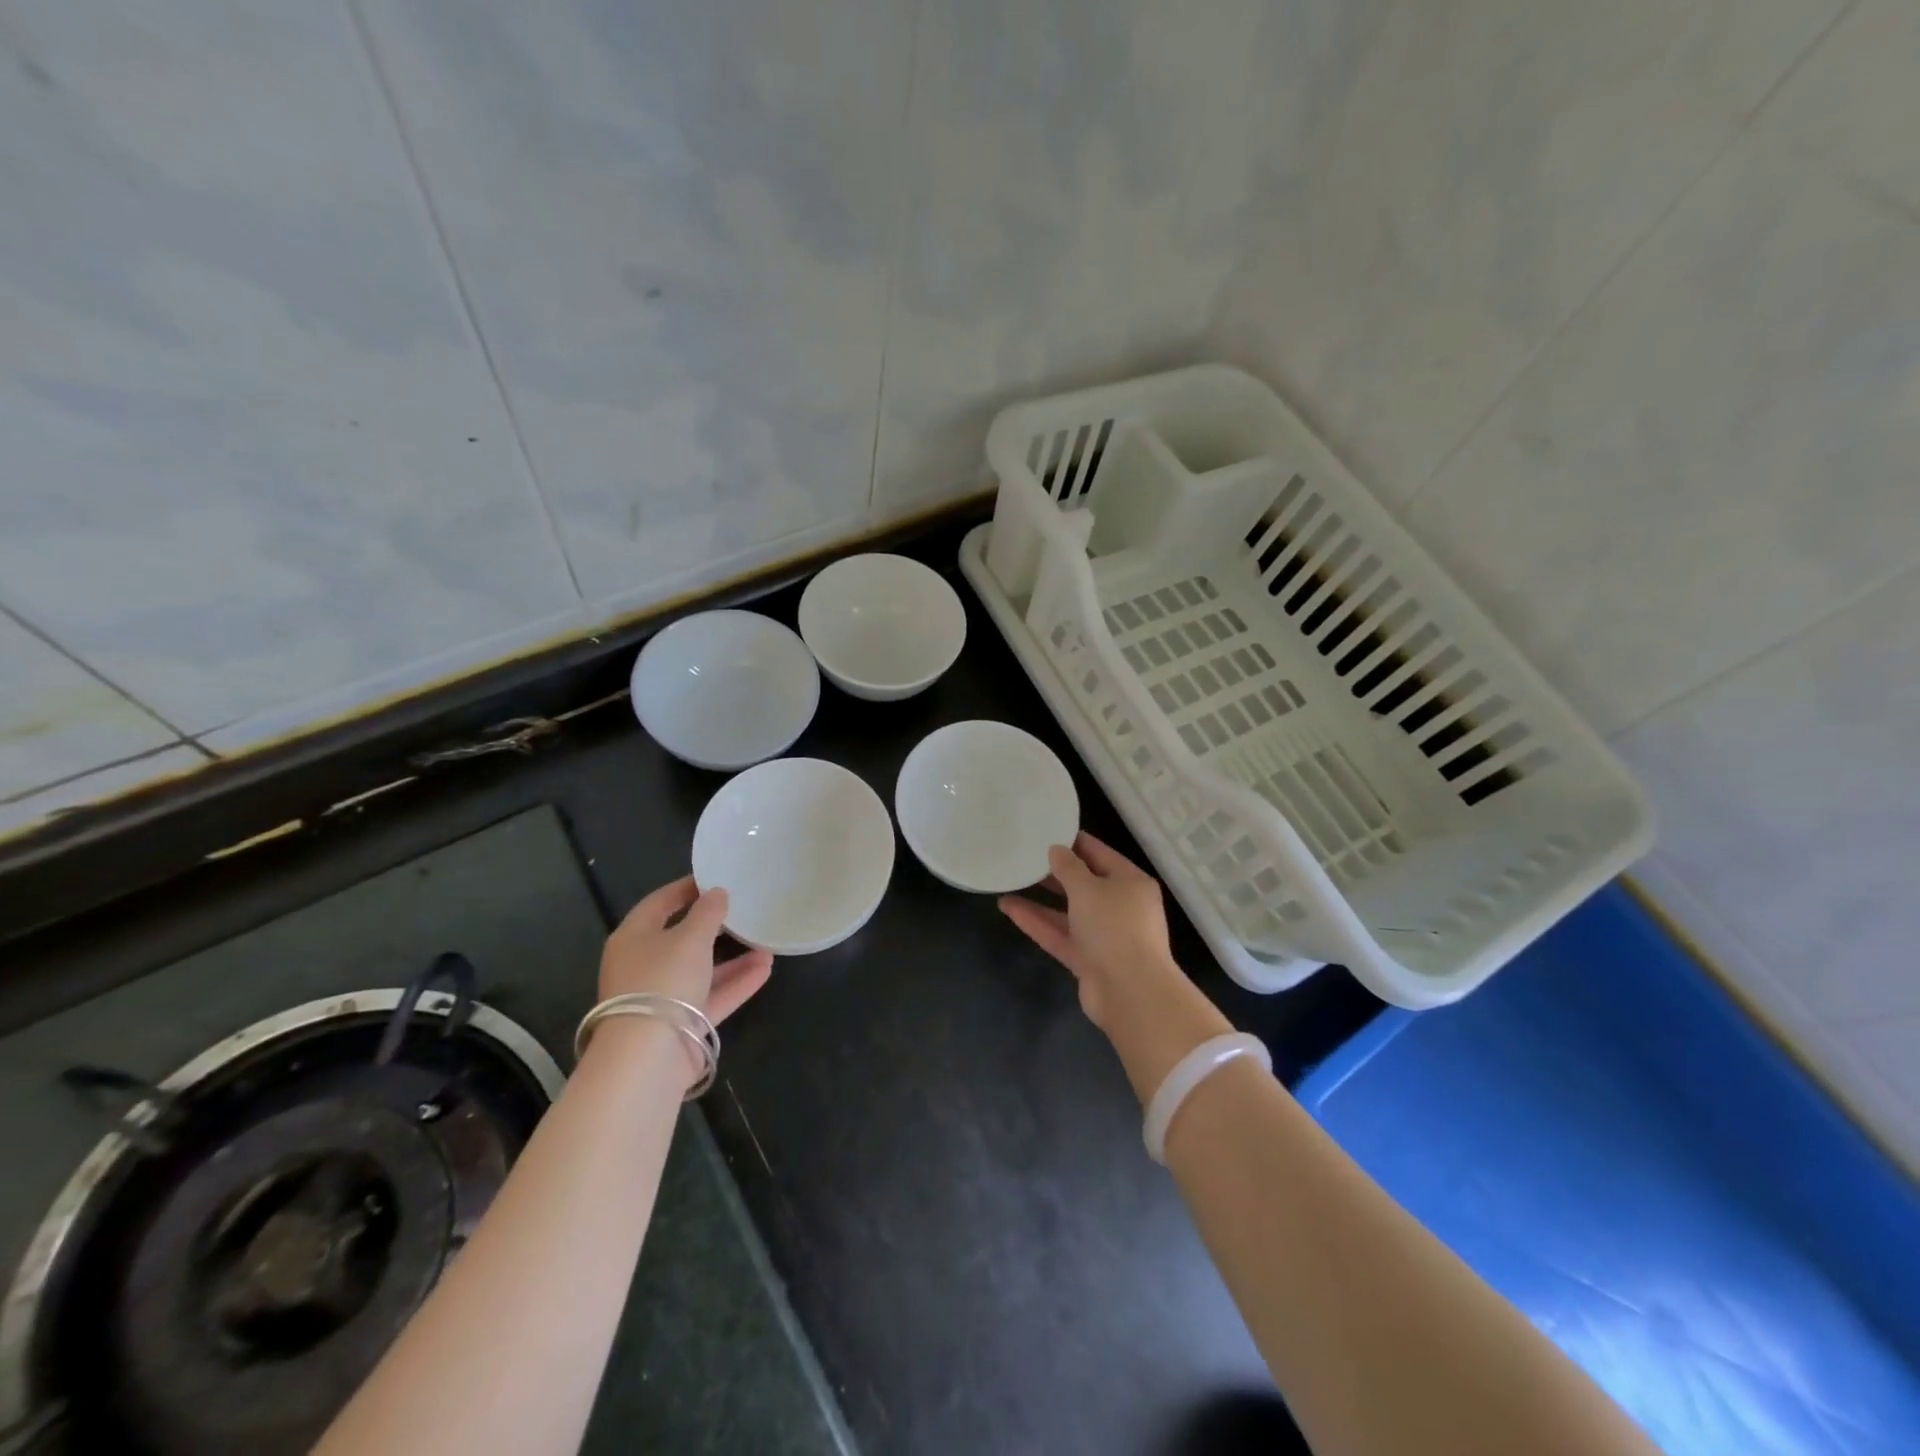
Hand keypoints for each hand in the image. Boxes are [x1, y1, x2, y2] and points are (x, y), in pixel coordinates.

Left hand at [599, 876, 772, 1023]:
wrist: (649, 1055)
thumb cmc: (663, 980)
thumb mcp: (690, 937)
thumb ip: (708, 912)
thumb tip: (717, 893)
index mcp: (633, 938)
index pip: (659, 903)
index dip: (686, 888)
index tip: (715, 877)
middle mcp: (643, 965)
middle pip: (680, 939)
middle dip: (713, 926)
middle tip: (742, 909)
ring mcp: (662, 997)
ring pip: (700, 970)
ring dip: (732, 957)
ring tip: (765, 941)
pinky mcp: (681, 1024)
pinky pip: (712, 995)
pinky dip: (736, 982)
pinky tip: (765, 968)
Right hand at [997, 832, 1180, 1030]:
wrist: (1130, 992)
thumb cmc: (1114, 926)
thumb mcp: (1088, 888)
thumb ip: (1069, 867)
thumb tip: (1056, 850)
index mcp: (1131, 882)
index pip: (1100, 854)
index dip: (1073, 842)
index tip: (1046, 830)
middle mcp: (1121, 906)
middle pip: (1084, 883)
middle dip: (1056, 872)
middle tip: (1025, 856)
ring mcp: (1104, 935)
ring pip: (1069, 911)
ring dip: (1041, 899)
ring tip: (1011, 881)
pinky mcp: (1087, 959)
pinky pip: (1060, 934)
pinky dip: (1037, 922)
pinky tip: (1009, 908)